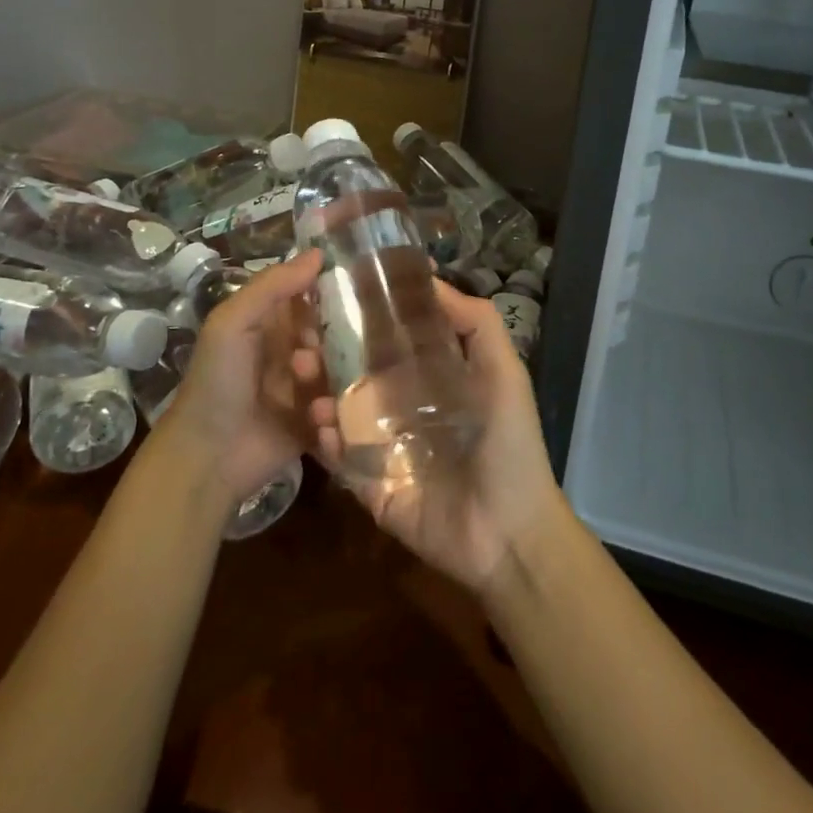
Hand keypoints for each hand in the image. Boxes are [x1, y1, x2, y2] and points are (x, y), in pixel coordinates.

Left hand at [159, 250, 322, 504]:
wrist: (205, 457)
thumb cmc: (217, 381)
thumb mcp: (233, 322)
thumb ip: (272, 285)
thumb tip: (318, 252)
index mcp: (273, 323)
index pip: (314, 297)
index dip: (331, 295)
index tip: (348, 298)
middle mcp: (293, 352)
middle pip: (336, 337)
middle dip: (334, 349)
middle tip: (307, 364)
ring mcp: (306, 391)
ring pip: (343, 377)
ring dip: (334, 389)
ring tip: (314, 406)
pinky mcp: (315, 426)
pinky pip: (342, 416)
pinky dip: (337, 423)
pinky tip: (321, 427)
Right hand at [304, 278, 562, 591]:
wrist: (510, 533)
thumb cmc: (510, 446)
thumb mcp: (504, 374)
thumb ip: (477, 324)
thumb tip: (431, 279)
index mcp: (432, 380)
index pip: (391, 341)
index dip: (365, 318)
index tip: (336, 291)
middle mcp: (403, 409)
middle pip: (358, 374)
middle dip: (329, 352)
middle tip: (305, 334)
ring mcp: (384, 449)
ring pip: (341, 413)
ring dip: (318, 391)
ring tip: (303, 371)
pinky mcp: (371, 486)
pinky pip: (341, 460)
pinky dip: (326, 442)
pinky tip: (320, 424)